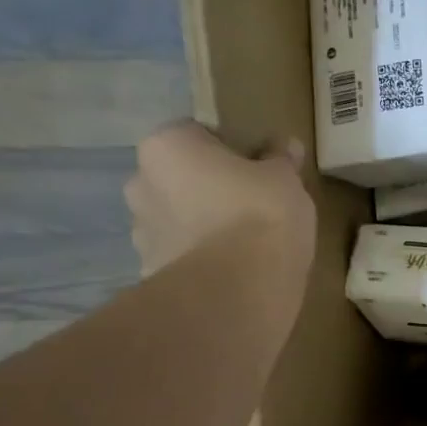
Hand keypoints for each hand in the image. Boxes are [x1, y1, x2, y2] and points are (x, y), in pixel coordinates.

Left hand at [125, 121, 315, 279]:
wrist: (238, 290)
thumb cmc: (261, 215)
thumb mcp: (285, 179)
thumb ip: (281, 159)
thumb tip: (285, 146)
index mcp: (167, 147)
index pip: (194, 134)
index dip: (227, 149)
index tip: (255, 167)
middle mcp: (141, 183)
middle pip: (178, 177)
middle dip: (206, 187)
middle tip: (249, 202)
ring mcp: (141, 232)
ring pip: (175, 218)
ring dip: (200, 224)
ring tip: (241, 242)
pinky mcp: (150, 273)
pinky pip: (179, 256)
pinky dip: (199, 259)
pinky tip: (231, 269)